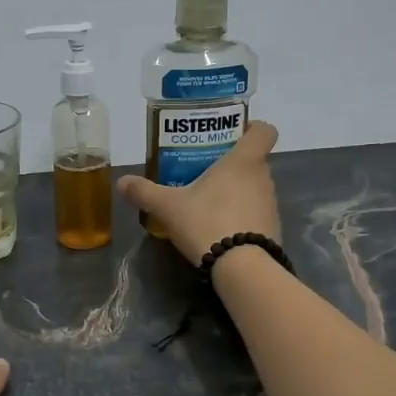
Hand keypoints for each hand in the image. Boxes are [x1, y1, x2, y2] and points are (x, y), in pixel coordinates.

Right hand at [117, 120, 283, 265]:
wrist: (242, 268)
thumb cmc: (207, 222)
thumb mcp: (168, 207)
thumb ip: (144, 192)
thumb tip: (122, 182)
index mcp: (244, 161)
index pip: (264, 130)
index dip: (252, 128)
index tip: (232, 135)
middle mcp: (263, 178)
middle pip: (254, 160)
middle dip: (232, 164)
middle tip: (205, 171)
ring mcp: (271, 205)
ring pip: (255, 187)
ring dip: (237, 191)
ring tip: (208, 202)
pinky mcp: (272, 229)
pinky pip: (256, 213)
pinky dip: (242, 216)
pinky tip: (219, 228)